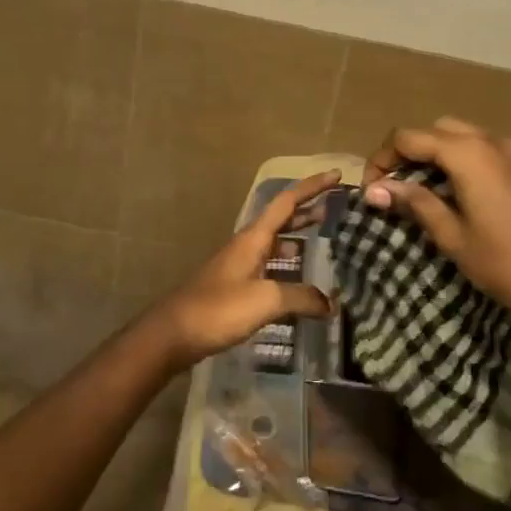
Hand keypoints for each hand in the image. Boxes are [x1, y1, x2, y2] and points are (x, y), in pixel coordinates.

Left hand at [142, 170, 339, 368]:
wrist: (174, 334)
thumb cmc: (219, 309)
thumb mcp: (266, 300)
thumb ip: (301, 297)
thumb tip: (330, 304)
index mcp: (253, 238)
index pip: (287, 202)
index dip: (311, 187)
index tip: (336, 176)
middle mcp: (246, 245)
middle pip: (281, 219)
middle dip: (307, 210)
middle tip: (335, 208)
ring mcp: (239, 266)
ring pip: (274, 243)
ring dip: (298, 237)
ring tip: (324, 241)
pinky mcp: (235, 287)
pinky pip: (268, 266)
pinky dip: (288, 265)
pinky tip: (299, 283)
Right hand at [362, 119, 510, 343]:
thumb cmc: (505, 264)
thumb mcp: (452, 236)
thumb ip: (415, 203)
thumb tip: (373, 189)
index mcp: (469, 154)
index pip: (410, 137)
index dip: (383, 158)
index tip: (371, 188)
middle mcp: (494, 141)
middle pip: (438, 129)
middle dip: (411, 150)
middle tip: (395, 185)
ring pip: (466, 136)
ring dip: (439, 153)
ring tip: (424, 189)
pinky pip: (489, 149)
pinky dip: (465, 160)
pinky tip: (461, 193)